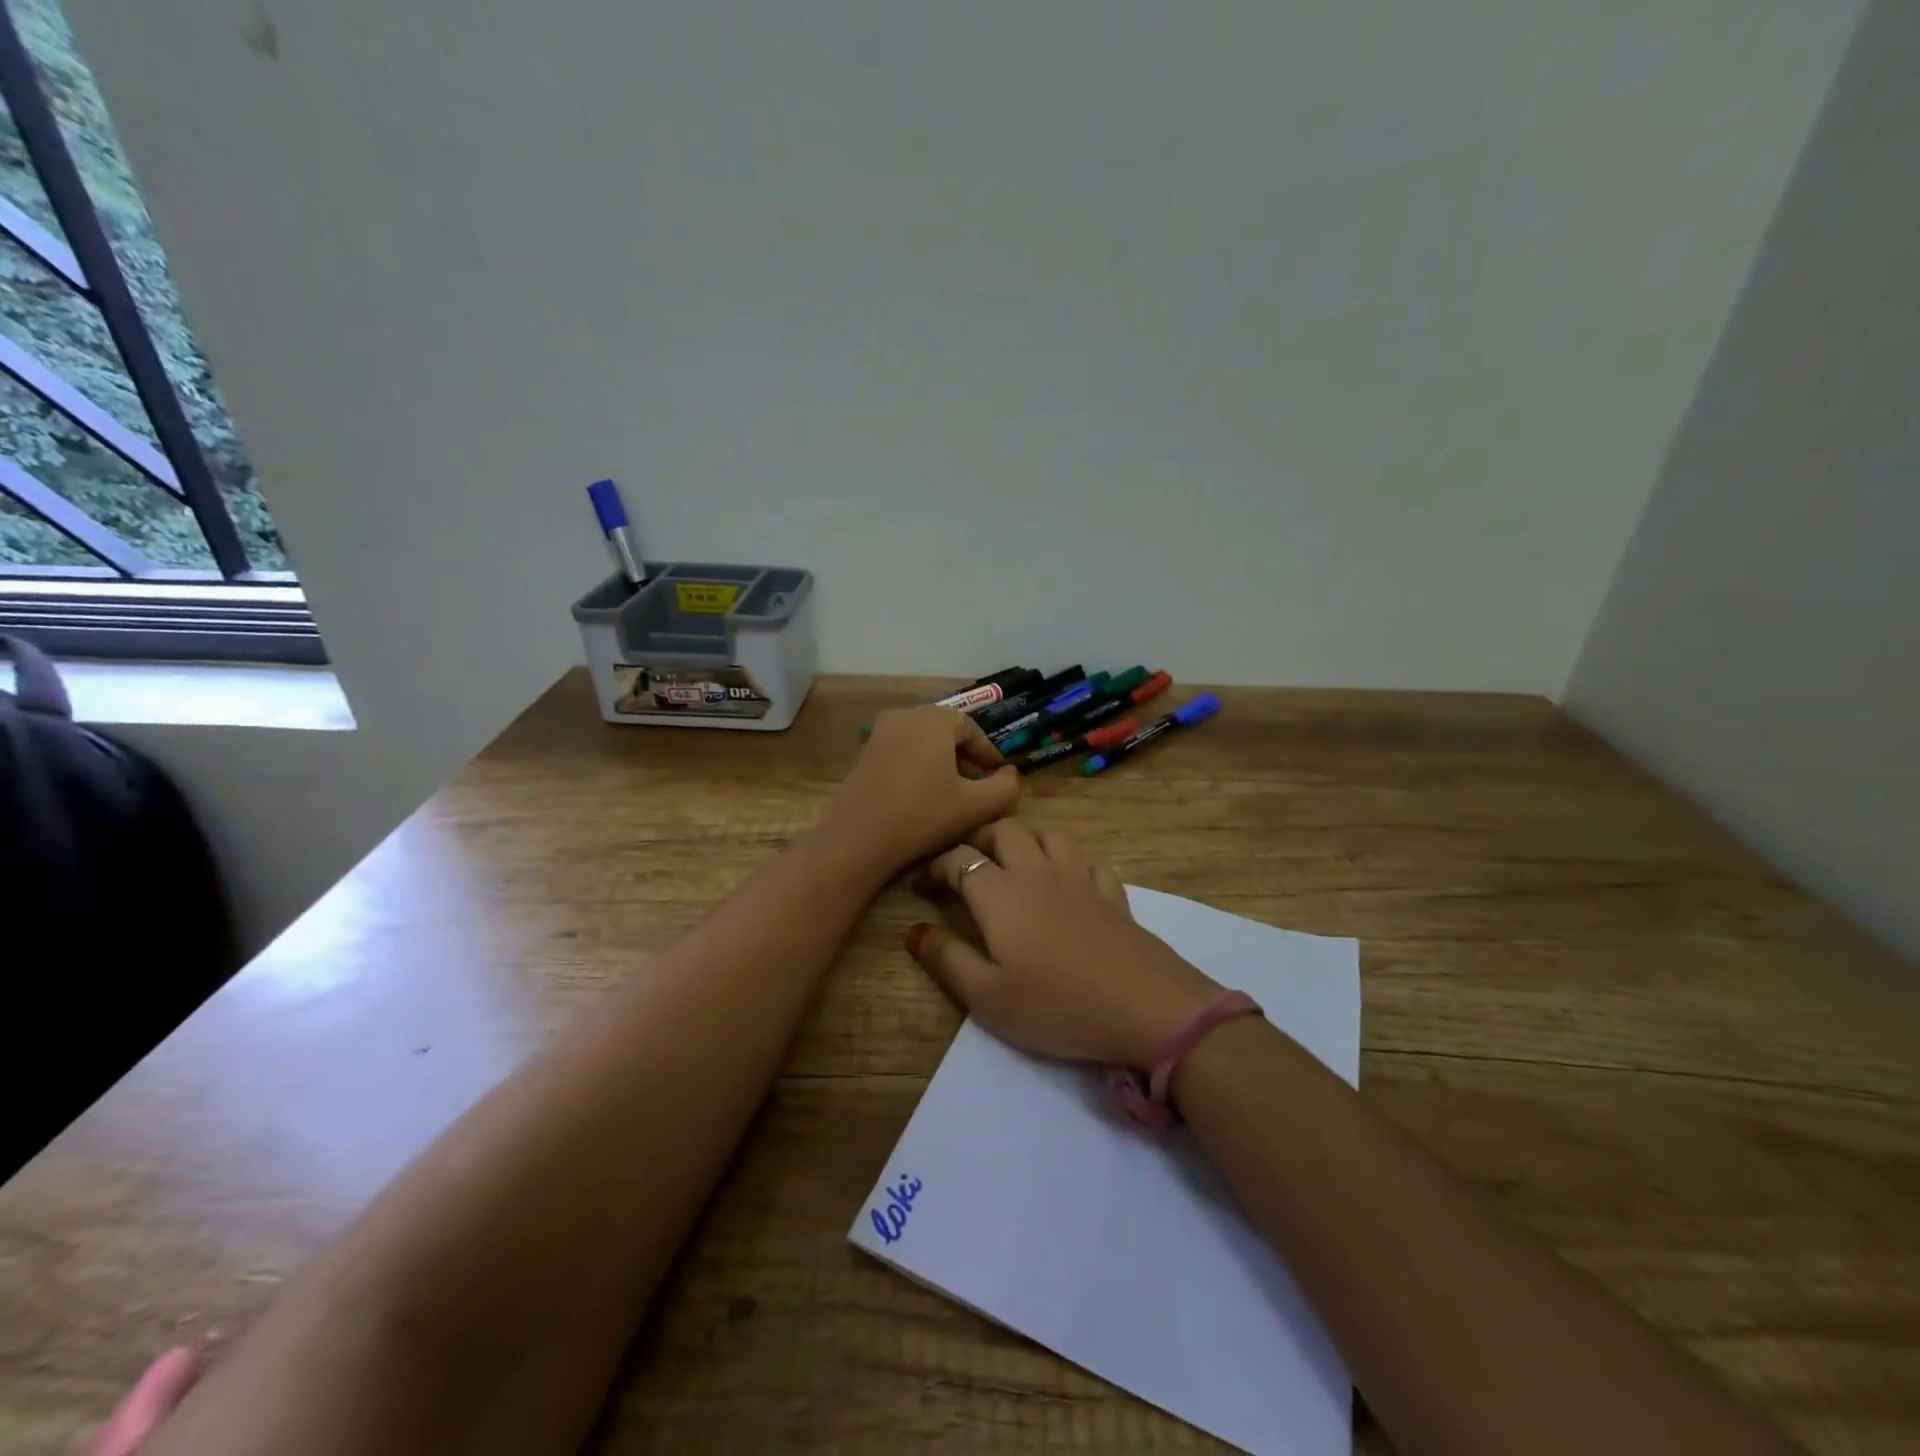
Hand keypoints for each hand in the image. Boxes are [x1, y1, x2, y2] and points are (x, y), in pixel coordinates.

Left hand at [818, 706, 1020, 877]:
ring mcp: (879, 732)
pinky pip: (902, 750)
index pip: (972, 728)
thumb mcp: (977, 806)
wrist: (858, 840)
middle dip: (966, 757)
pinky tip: (925, 795)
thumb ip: (1005, 787)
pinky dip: (920, 765)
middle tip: (979, 787)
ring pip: (923, 741)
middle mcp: (904, 715)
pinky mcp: (864, 752)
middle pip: (946, 731)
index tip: (1000, 778)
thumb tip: (1010, 774)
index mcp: (933, 719)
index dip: (989, 754)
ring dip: (943, 762)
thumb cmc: (923, 816)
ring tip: (955, 794)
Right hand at [905, 820, 1219, 1070]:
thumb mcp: (986, 995)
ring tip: (1017, 867)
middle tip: (968, 865)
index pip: (959, 859)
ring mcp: (1080, 879)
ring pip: (1049, 837)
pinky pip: (1089, 863)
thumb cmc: (1055, 1004)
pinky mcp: (1113, 894)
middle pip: (1005, 830)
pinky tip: (1071, 886)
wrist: (1143, 1006)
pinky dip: (1073, 866)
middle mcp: (1037, 872)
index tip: (923, 887)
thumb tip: (913, 931)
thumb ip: (946, 959)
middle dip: (980, 839)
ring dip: (1028, 842)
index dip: (935, 867)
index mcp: (1000, 893)